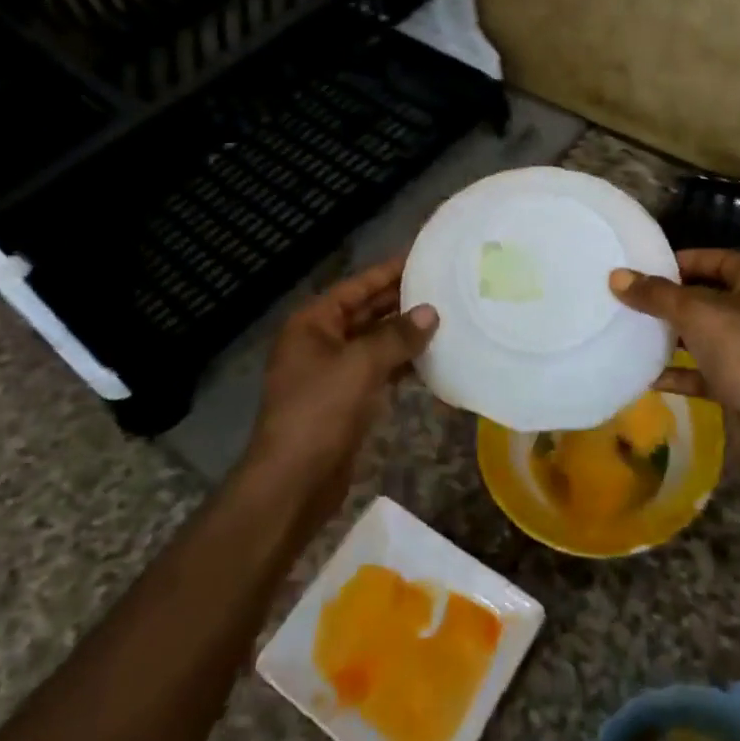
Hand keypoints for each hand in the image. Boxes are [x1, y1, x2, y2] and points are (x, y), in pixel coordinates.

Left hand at [248, 257, 437, 503]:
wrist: (293, 482)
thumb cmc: (320, 412)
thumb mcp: (361, 365)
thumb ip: (398, 335)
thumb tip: (431, 311)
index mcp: (313, 323)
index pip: (357, 286)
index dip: (389, 271)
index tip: (424, 257)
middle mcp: (320, 341)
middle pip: (366, 311)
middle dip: (401, 301)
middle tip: (444, 286)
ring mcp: (332, 372)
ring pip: (375, 341)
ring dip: (405, 333)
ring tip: (446, 317)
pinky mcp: (345, 399)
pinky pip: (378, 369)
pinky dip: (402, 363)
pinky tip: (432, 358)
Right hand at [609, 249, 739, 473]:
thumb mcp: (697, 315)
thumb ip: (656, 295)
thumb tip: (616, 276)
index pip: (717, 259)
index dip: (682, 261)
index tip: (644, 267)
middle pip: (708, 296)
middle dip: (671, 300)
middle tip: (631, 298)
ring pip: (704, 334)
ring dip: (672, 335)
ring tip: (631, 330)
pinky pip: (703, 371)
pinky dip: (678, 372)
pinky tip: (645, 374)